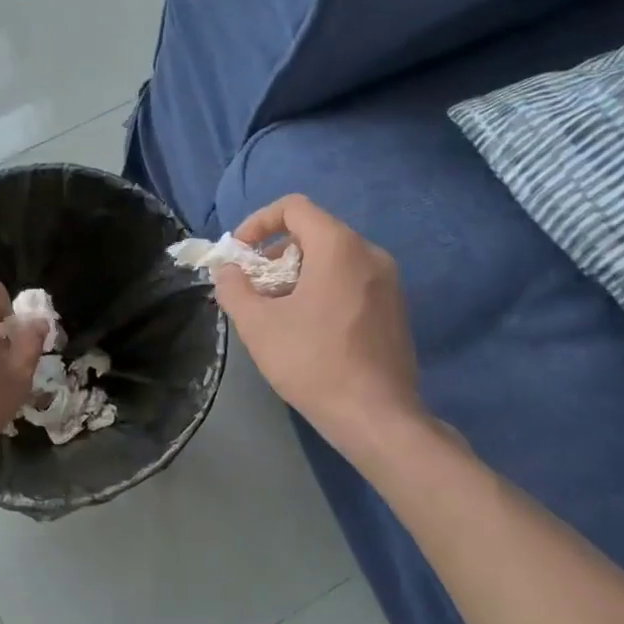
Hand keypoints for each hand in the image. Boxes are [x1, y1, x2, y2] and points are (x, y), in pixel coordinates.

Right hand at [214, 195, 422, 455]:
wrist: (376, 416)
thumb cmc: (313, 362)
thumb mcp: (258, 325)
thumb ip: (234, 288)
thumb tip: (228, 271)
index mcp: (339, 247)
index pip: (294, 207)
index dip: (259, 222)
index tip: (240, 253)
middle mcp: (370, 253)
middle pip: (315, 232)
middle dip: (276, 253)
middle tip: (255, 287)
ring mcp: (389, 282)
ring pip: (334, 259)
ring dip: (298, 273)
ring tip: (278, 311)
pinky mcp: (396, 308)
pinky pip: (353, 280)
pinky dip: (324, 288)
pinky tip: (310, 328)